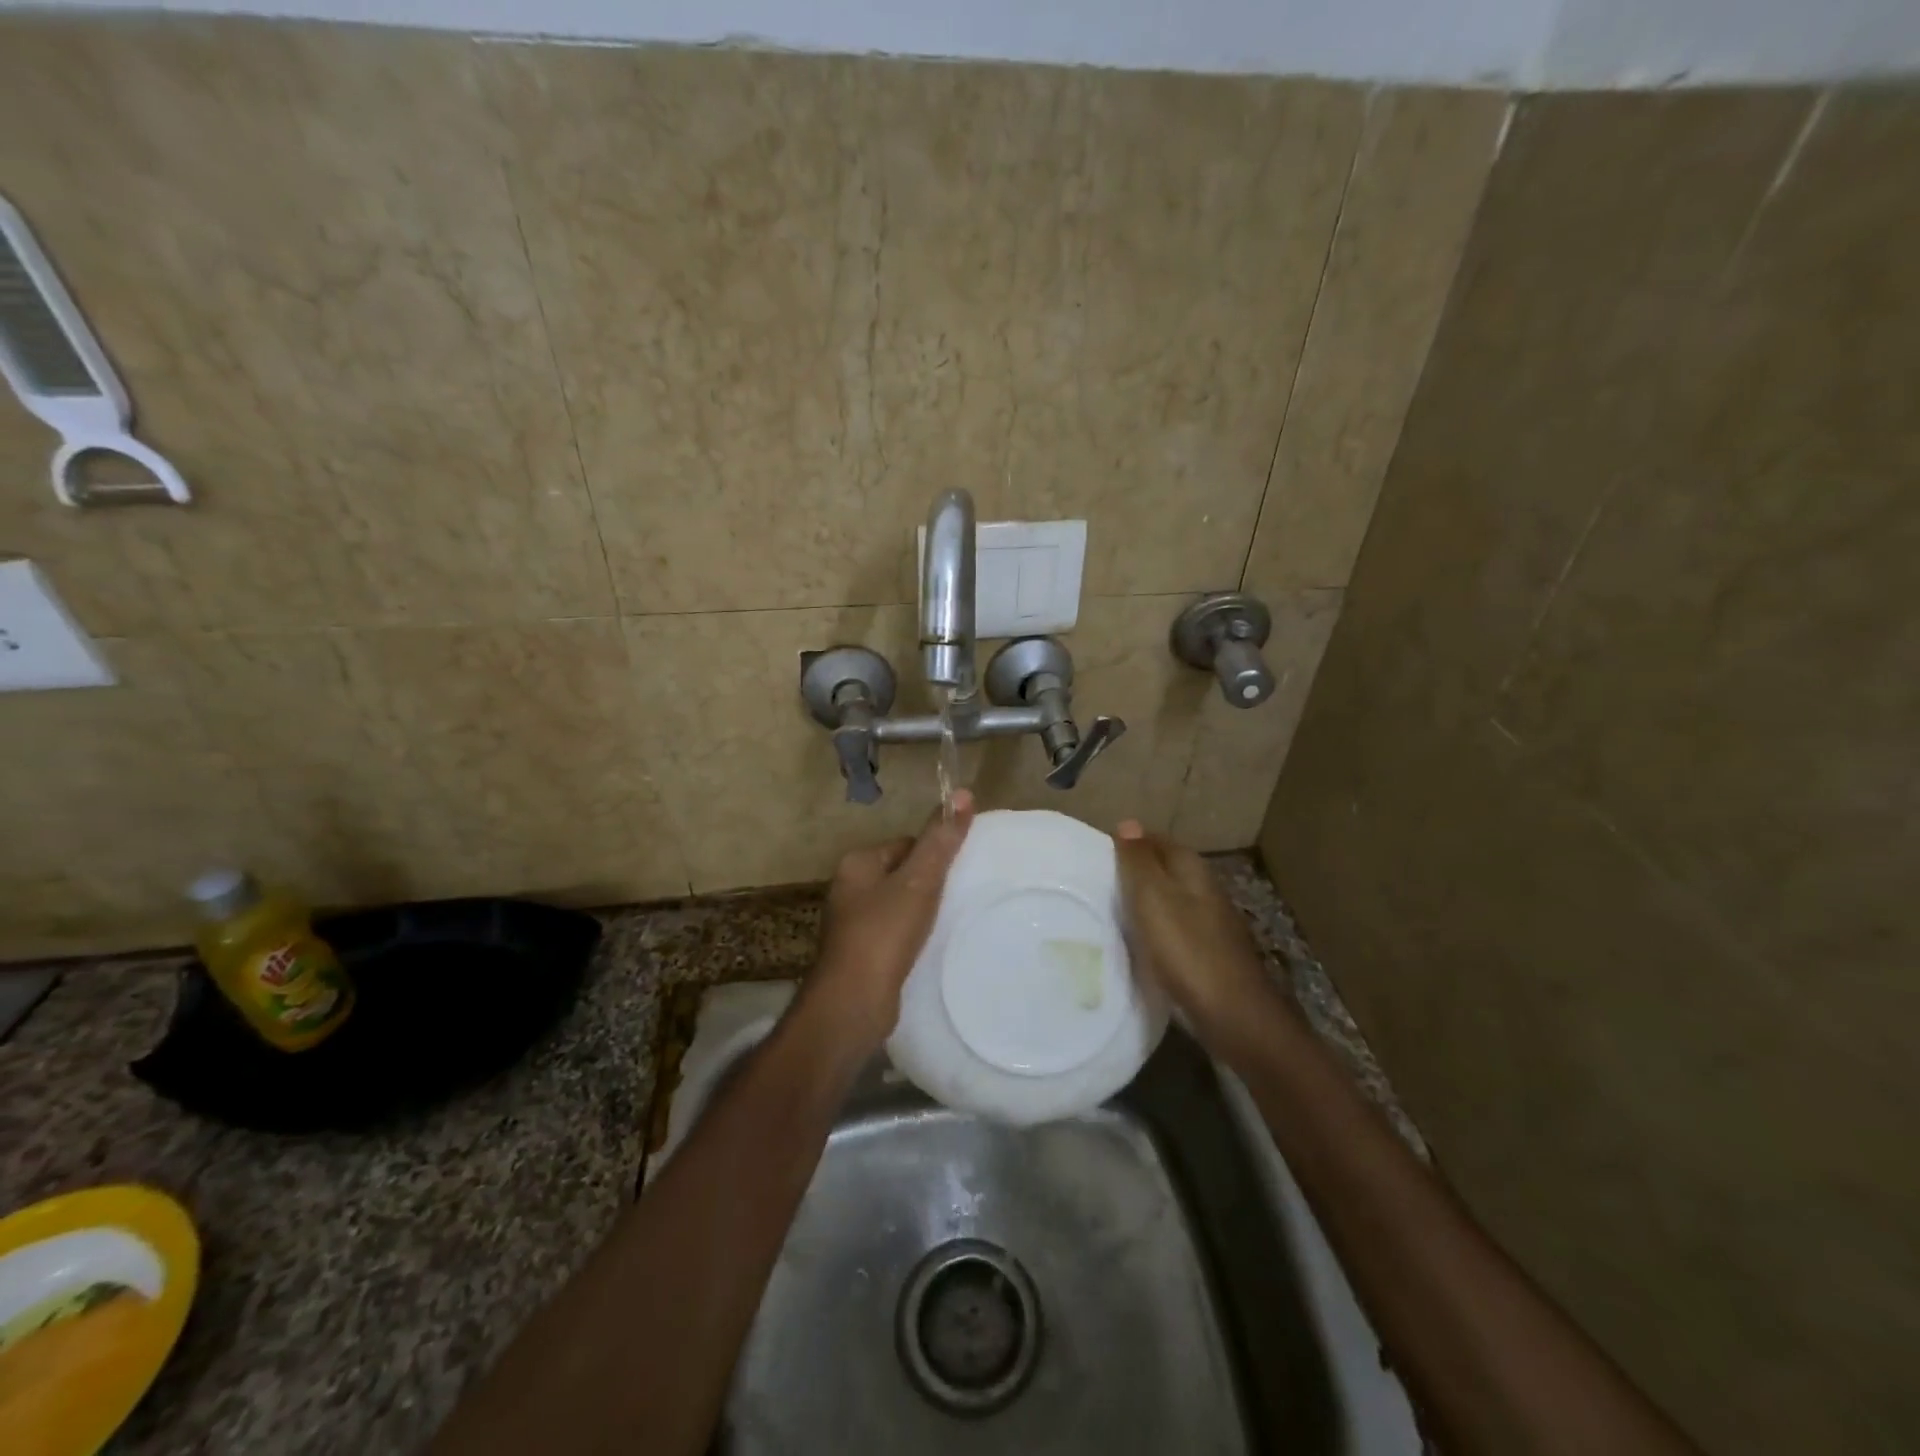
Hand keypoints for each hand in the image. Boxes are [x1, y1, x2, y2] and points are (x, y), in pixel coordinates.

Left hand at [806, 791, 975, 1053]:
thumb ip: (941, 840)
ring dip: (922, 913)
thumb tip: (964, 792)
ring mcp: (851, 923)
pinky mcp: (860, 954)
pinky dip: (911, 937)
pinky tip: (927, 949)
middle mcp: (848, 888)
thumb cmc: (884, 932)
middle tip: (957, 900)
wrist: (853, 1002)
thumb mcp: (919, 881)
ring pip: (898, 905)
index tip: (958, 873)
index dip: (933, 855)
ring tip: (946, 925)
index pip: (905, 844)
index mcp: (857, 863)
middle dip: (929, 885)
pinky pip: (893, 933)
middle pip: (902, 874)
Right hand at [1115, 821, 1282, 1045]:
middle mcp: (1205, 890)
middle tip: (1095, 883)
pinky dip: (1154, 932)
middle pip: (1164, 871)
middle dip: (1134, 873)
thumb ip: (1139, 862)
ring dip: (1144, 904)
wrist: (1234, 1015)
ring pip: (1169, 902)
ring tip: (1108, 912)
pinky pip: (1173, 931)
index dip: (1128, 844)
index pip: (1156, 841)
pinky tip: (1137, 945)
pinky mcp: (1208, 955)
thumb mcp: (1153, 898)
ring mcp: (1210, 924)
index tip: (1096, 855)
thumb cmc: (1187, 950)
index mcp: (1192, 870)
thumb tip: (1128, 822)